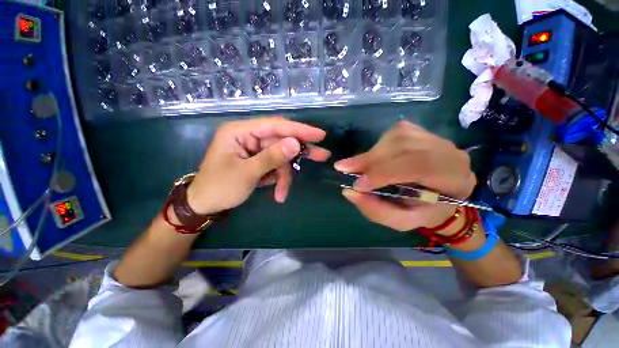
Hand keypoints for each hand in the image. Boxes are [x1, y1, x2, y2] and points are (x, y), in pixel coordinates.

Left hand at [186, 117, 329, 214]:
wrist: (204, 204)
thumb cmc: (219, 188)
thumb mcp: (246, 173)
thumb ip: (271, 157)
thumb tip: (295, 143)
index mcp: (240, 131)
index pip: (275, 125)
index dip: (299, 130)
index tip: (320, 135)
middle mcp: (249, 136)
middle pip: (281, 140)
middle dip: (299, 152)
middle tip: (322, 155)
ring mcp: (254, 148)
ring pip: (280, 157)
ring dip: (284, 175)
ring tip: (283, 194)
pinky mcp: (258, 159)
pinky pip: (275, 165)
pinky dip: (278, 179)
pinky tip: (277, 192)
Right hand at [334, 121, 475, 233]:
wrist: (443, 194)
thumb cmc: (423, 211)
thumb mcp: (401, 221)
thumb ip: (376, 210)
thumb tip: (349, 191)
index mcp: (453, 178)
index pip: (418, 165)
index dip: (384, 172)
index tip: (358, 185)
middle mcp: (448, 151)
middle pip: (404, 146)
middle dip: (371, 159)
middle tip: (344, 168)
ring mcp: (434, 137)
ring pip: (396, 137)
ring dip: (372, 153)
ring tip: (355, 165)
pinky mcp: (421, 131)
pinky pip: (393, 133)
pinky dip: (377, 146)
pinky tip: (372, 158)